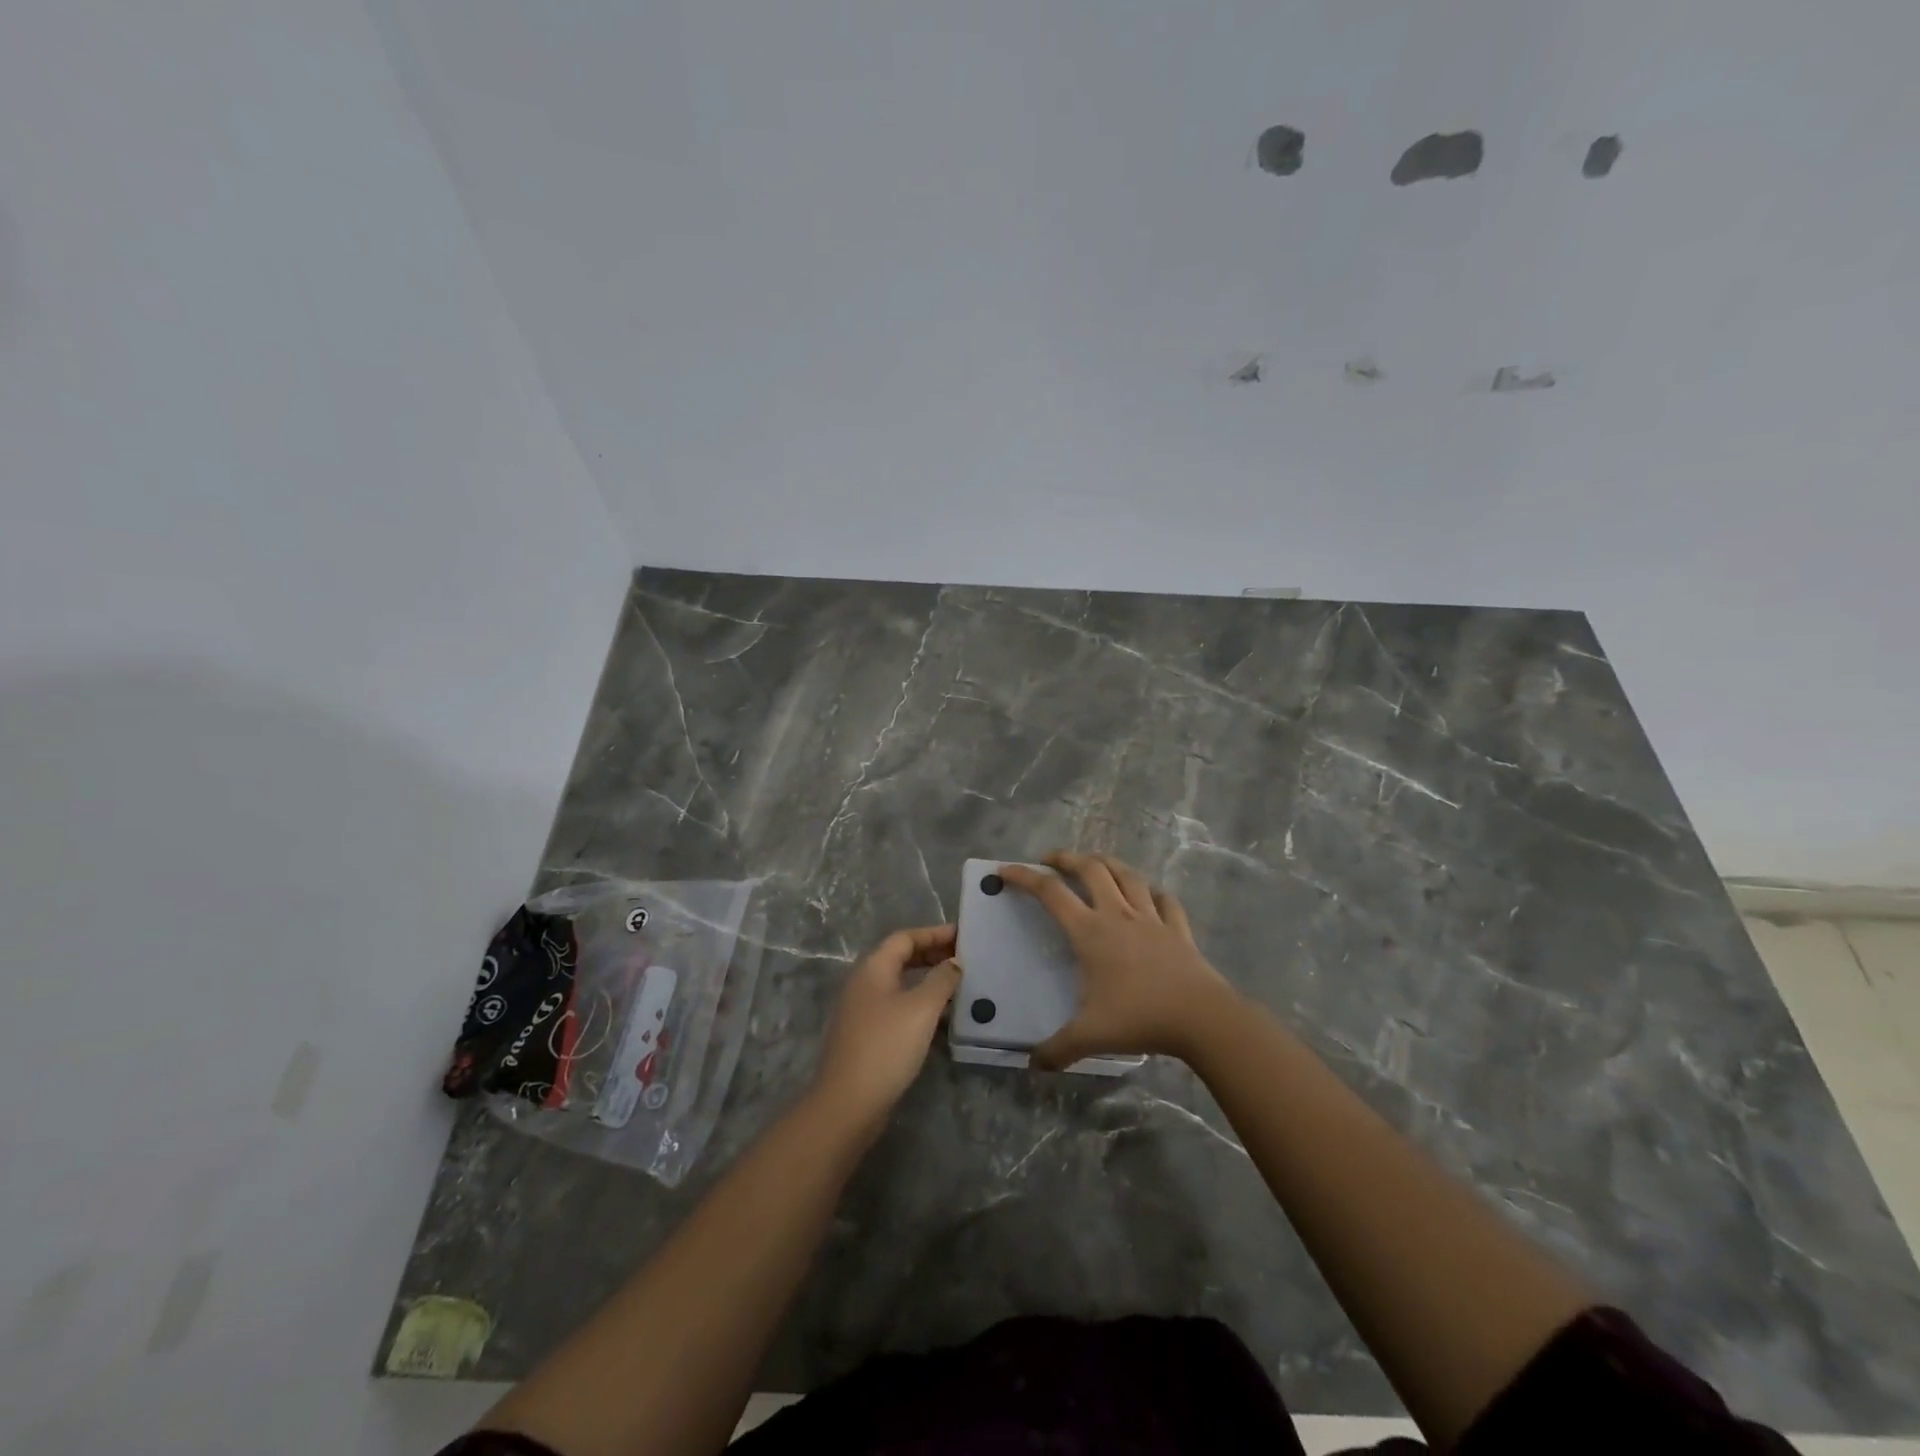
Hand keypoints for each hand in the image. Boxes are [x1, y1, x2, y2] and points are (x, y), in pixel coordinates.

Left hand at [811, 924, 960, 1125]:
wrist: (848, 1103)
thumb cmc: (886, 1047)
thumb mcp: (921, 1009)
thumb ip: (942, 980)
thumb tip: (954, 962)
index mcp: (873, 968)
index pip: (905, 937)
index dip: (934, 933)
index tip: (962, 936)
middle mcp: (864, 983)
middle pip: (901, 958)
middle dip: (932, 955)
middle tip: (964, 960)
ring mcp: (863, 1011)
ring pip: (900, 984)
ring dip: (928, 981)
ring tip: (959, 987)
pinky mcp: (867, 1036)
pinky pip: (898, 1007)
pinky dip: (920, 1005)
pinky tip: (941, 1020)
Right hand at [998, 852, 1236, 1069]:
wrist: (1202, 1017)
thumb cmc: (1140, 1017)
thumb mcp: (1091, 1036)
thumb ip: (1058, 1049)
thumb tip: (1032, 1064)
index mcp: (1090, 932)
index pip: (1050, 893)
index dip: (1024, 877)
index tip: (1005, 870)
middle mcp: (1118, 914)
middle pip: (1090, 869)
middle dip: (1066, 858)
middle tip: (1050, 860)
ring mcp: (1151, 918)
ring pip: (1127, 875)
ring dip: (1107, 863)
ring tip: (1095, 863)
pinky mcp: (1178, 928)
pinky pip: (1164, 900)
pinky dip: (1153, 892)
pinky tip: (1150, 895)